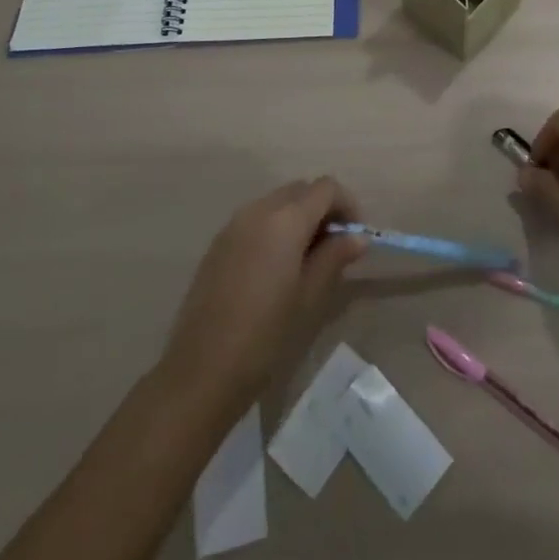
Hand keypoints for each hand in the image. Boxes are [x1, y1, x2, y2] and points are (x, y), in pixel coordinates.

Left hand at [158, 178, 367, 407]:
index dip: (347, 205)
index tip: (355, 236)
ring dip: (298, 217)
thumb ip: (334, 257)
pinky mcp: (219, 243)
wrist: (200, 371)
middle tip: (334, 246)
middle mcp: (259, 209)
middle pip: (301, 190)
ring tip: (307, 258)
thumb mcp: (309, 296)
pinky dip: (275, 228)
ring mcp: (234, 224)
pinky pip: (256, 219)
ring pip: (278, 202)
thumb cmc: (264, 335)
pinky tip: (276, 267)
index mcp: (286, 219)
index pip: (326, 188)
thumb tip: (357, 237)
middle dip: (323, 208)